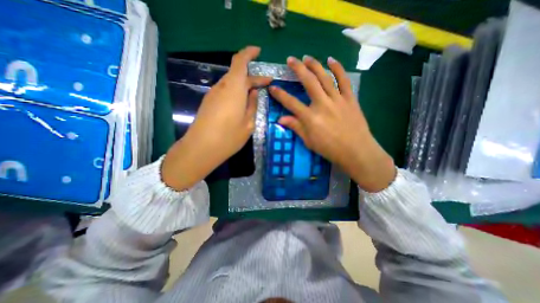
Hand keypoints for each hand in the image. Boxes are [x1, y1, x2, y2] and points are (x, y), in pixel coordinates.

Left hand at [160, 46, 269, 190]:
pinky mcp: (209, 102)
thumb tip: (254, 93)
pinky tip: (242, 103)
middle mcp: (222, 87)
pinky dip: (236, 93)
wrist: (201, 148)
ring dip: (244, 86)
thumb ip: (253, 105)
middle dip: (253, 77)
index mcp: (234, 88)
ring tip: (255, 94)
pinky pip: (225, 91)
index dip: (249, 53)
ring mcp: (214, 95)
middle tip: (266, 84)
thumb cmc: (229, 137)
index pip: (240, 61)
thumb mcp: (248, 123)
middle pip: (237, 74)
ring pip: (231, 83)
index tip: (258, 51)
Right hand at [270, 54, 395, 190]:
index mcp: (311, 117)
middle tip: (291, 59)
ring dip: (315, 65)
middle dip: (298, 69)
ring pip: (325, 77)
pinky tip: (331, 60)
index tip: (273, 87)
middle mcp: (322, 104)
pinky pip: (344, 80)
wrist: (356, 151)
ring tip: (307, 57)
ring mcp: (337, 100)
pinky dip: (338, 69)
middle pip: (308, 82)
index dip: (280, 94)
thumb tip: (280, 119)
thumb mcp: (309, 141)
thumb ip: (296, 127)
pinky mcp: (350, 99)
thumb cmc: (329, 149)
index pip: (291, 103)